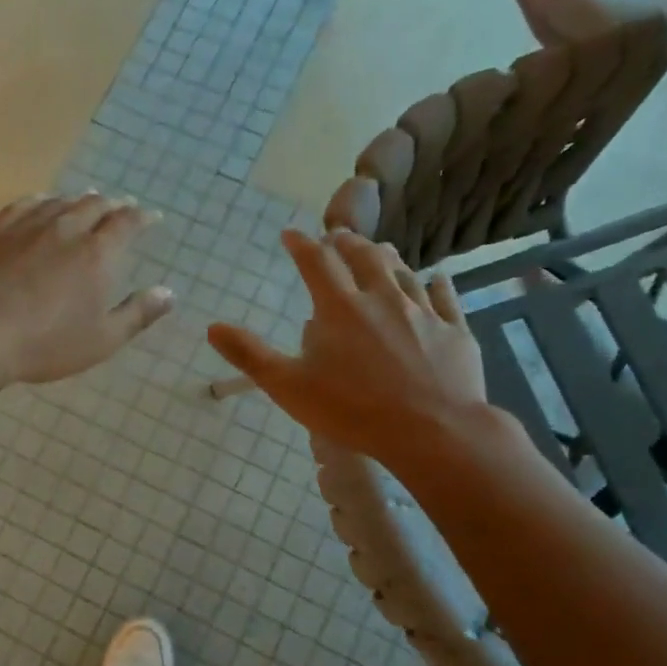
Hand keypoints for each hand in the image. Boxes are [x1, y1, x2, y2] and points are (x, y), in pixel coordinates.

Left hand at [0, 192, 173, 383]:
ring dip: (77, 199)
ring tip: (85, 200)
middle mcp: (66, 228)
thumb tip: (169, 293)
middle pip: (94, 205)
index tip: (152, 217)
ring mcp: (27, 225)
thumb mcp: (102, 339)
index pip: (127, 223)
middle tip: (119, 207)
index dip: (142, 218)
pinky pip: (24, 204)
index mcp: (98, 253)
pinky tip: (40, 203)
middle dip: (112, 205)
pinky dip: (41, 200)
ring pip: (60, 201)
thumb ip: (137, 314)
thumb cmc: (46, 342)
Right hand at [207, 229, 499, 468]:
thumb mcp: (288, 386)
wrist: (433, 432)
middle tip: (337, 236)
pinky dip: (436, 284)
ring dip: (386, 257)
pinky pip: (445, 298)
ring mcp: (422, 313)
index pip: (316, 262)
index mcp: (340, 308)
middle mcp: (382, 298)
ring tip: (379, 249)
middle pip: (364, 257)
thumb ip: (249, 355)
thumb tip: (212, 327)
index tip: (290, 234)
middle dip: (346, 242)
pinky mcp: (454, 332)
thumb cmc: (352, 410)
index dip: (301, 244)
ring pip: (403, 272)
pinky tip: (437, 279)